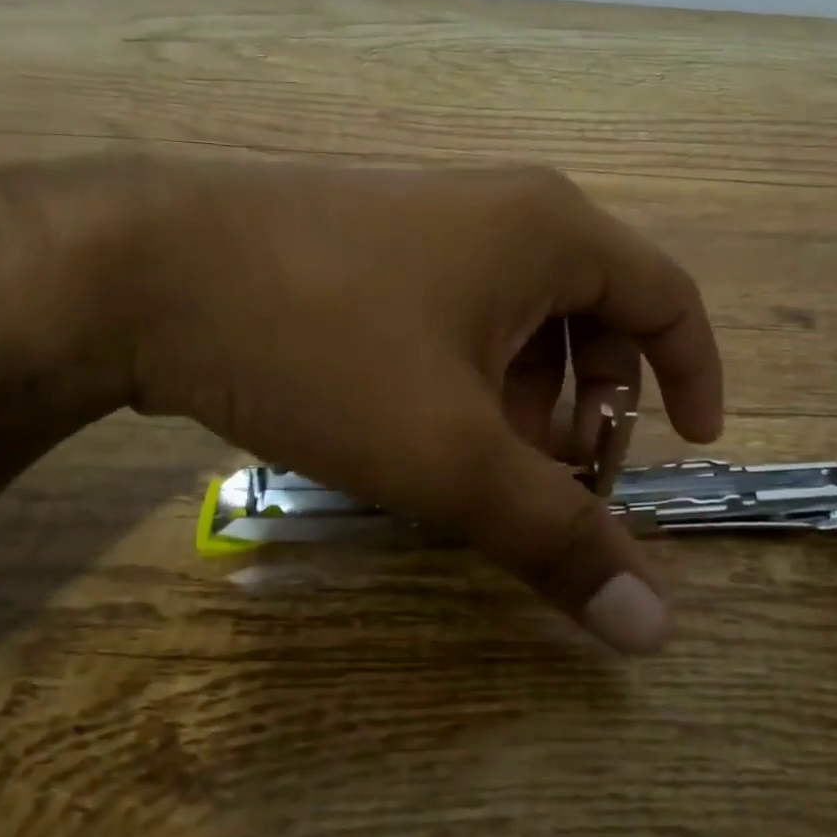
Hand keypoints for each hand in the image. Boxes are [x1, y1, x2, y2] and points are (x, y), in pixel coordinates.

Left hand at [107, 160, 724, 651]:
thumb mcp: (450, 455)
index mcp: (552, 232)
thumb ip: (556, 537)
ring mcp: (433, 218)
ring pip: (519, 317)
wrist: (142, 267)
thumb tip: (655, 627)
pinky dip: (466, 373)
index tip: (690, 443)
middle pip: (594, 312)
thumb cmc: (323, 343)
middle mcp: (505, 209)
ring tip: (475, 463)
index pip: (668, 298)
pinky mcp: (374, 242)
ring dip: (523, 396)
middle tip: (555, 477)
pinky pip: (458, 309)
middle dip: (591, 403)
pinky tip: (413, 423)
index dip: (694, 373)